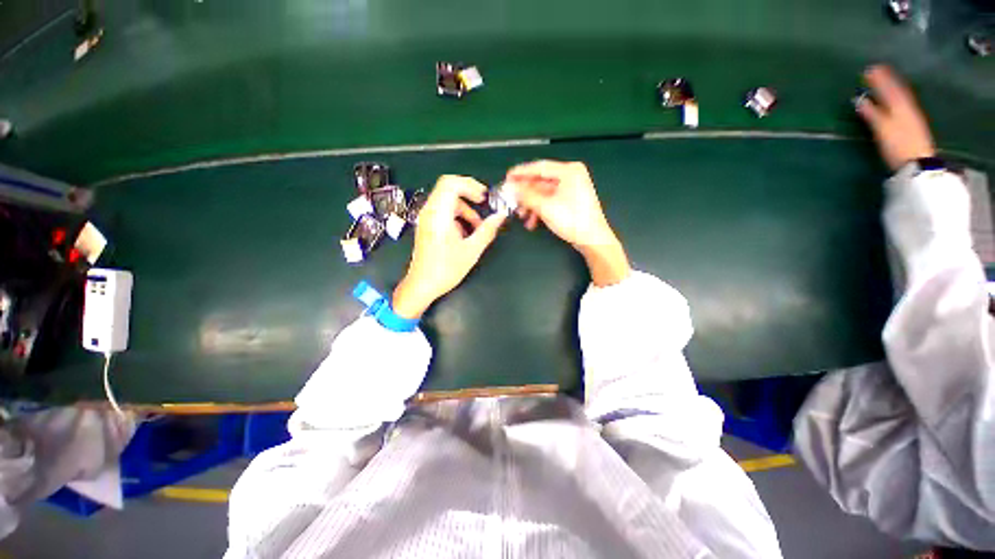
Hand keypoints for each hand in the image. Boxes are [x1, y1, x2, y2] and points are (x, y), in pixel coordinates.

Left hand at [392, 175, 505, 318]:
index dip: (470, 185)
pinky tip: (465, 233)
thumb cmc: (446, 269)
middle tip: (484, 206)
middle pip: (448, 188)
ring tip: (477, 227)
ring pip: (447, 200)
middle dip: (469, 195)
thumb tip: (501, 216)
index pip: (450, 183)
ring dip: (465, 208)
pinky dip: (457, 215)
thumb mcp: (471, 250)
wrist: (422, 285)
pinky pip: (443, 211)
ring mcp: (426, 218)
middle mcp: (429, 211)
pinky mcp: (427, 225)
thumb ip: (487, 230)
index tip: (484, 197)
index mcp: (439, 214)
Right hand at [506, 160, 629, 285]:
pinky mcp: (569, 201)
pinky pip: (549, 201)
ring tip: (522, 215)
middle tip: (511, 200)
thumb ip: (526, 196)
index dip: (521, 173)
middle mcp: (571, 177)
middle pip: (540, 182)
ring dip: (531, 205)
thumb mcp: (546, 207)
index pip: (540, 167)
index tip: (507, 177)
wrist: (592, 239)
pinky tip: (532, 221)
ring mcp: (570, 189)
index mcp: (569, 171)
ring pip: (543, 193)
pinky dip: (539, 210)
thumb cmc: (573, 220)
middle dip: (525, 194)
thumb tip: (511, 188)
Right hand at [855, 65, 936, 170]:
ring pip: (902, 96)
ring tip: (887, 81)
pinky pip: (905, 105)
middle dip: (887, 80)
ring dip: (894, 88)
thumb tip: (859, 100)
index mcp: (898, 106)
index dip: (879, 79)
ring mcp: (912, 116)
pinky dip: (899, 98)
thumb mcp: (882, 129)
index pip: (887, 89)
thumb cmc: (898, 145)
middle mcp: (906, 107)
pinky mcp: (914, 125)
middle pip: (896, 90)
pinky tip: (897, 99)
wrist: (918, 163)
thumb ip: (871, 113)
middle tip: (878, 70)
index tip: (869, 69)